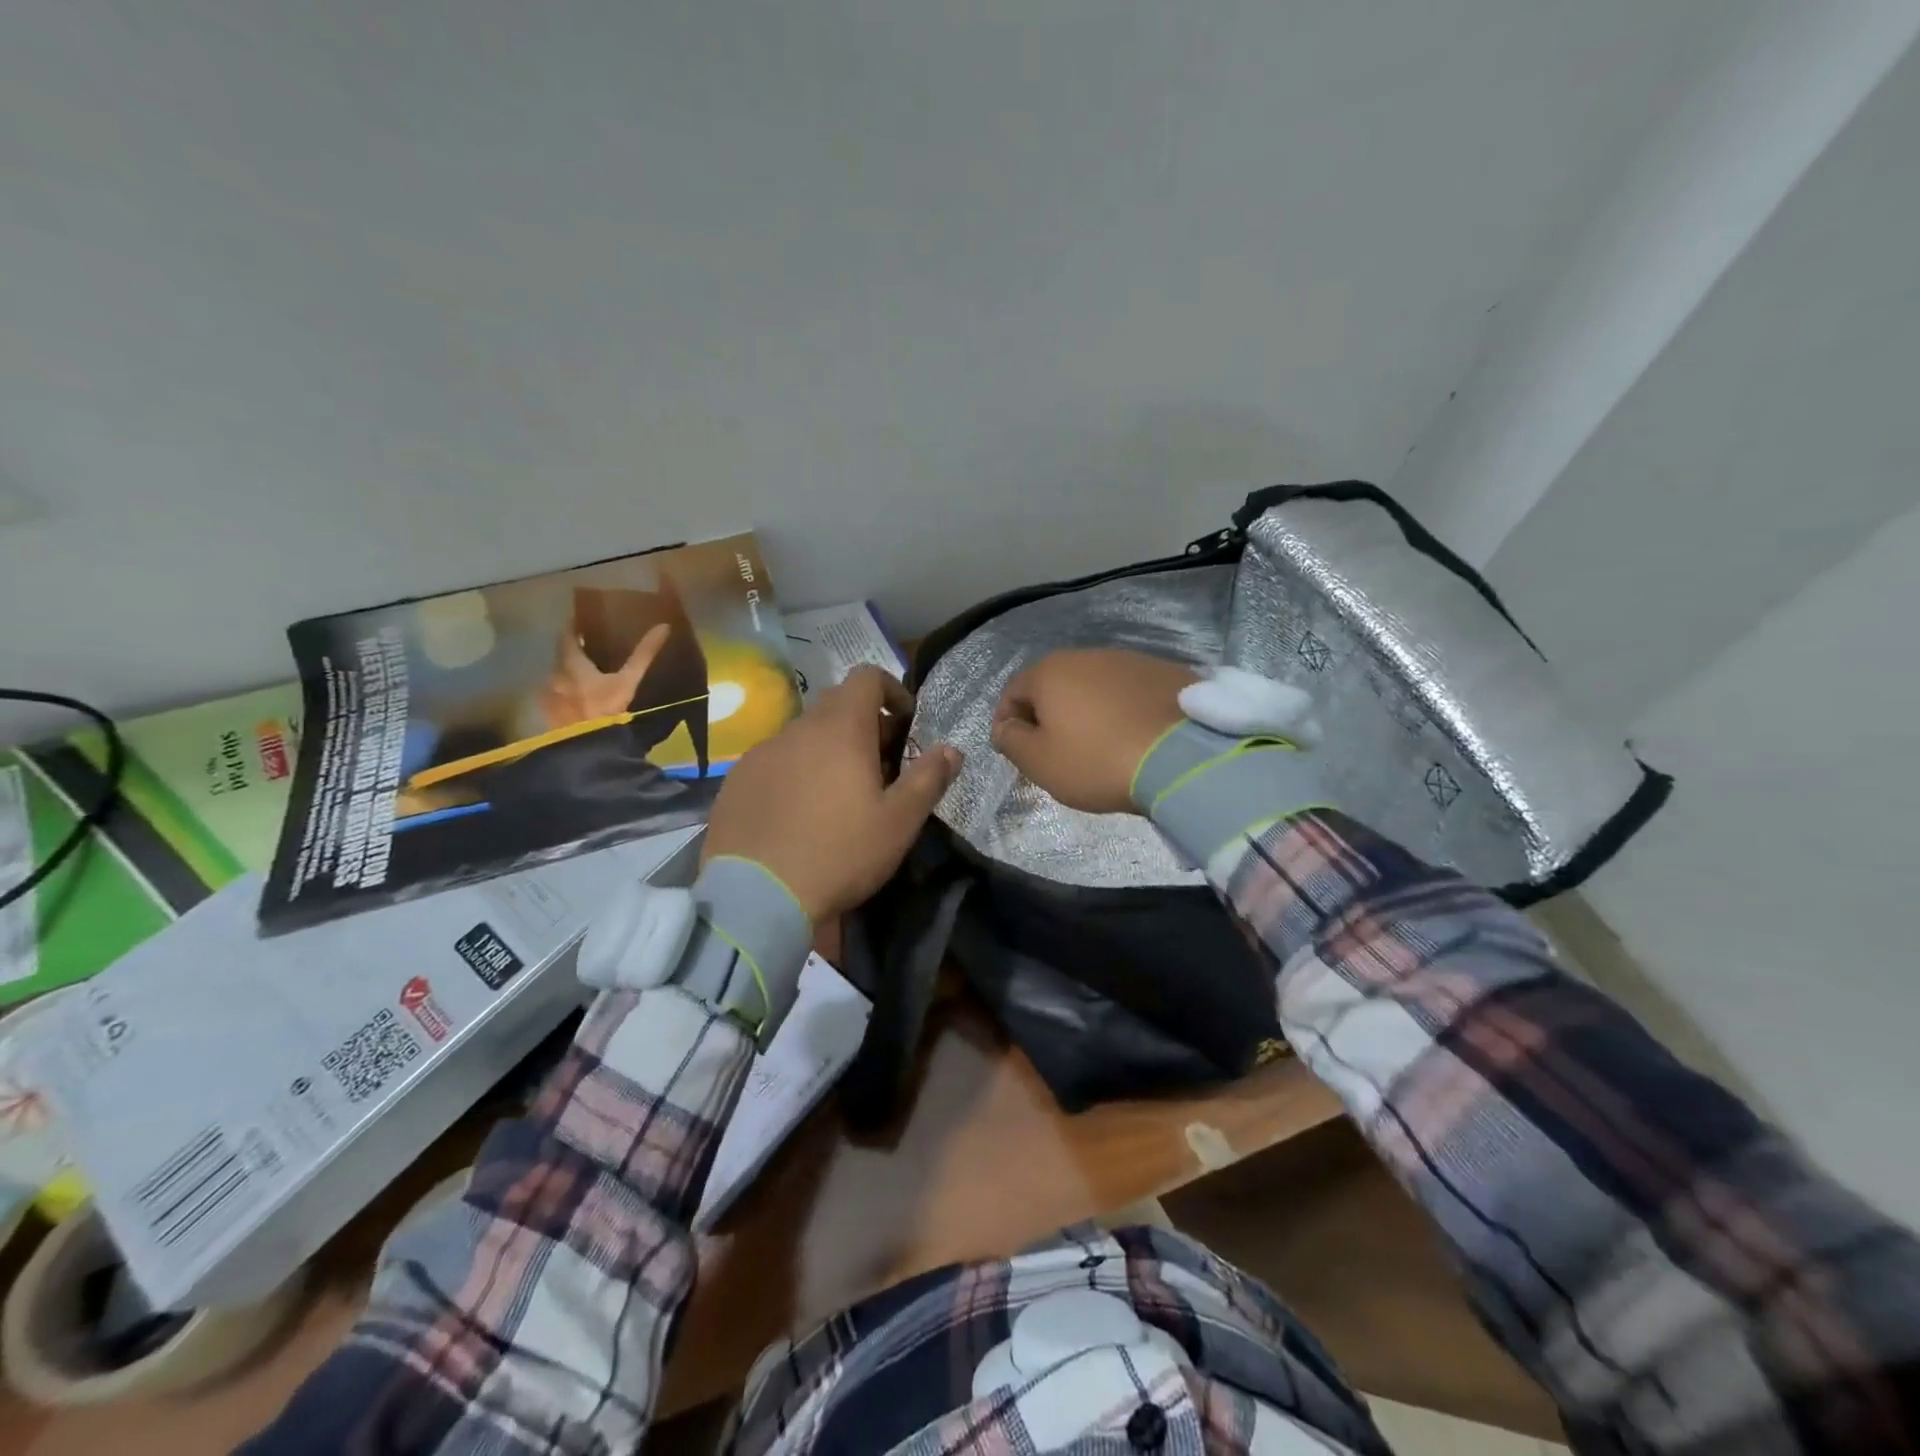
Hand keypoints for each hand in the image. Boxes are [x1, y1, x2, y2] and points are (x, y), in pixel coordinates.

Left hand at [540, 622, 671, 727]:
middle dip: (573, 649)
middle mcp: (554, 674)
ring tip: (586, 672)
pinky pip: (555, 694)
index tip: (583, 619)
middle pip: (561, 655)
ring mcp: (548, 695)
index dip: (573, 625)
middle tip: (590, 646)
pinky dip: (565, 689)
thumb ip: (643, 654)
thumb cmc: (607, 709)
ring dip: (569, 671)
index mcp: (571, 663)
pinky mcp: (548, 713)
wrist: (587, 746)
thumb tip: (663, 627)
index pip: (566, 635)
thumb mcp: (629, 681)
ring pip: (558, 675)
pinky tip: (578, 697)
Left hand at [703, 666, 963, 921]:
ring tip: (838, 795)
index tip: (906, 722)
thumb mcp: (898, 822)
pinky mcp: (735, 782)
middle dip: (863, 725)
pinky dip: (795, 772)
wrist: (757, 897)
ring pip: (802, 736)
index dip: (892, 690)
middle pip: (835, 706)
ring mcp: (760, 754)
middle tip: (880, 765)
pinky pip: (774, 762)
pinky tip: (798, 814)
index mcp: (840, 728)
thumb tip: (952, 749)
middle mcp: (796, 729)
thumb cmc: (840, 853)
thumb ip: (928, 779)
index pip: (866, 677)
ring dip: (827, 750)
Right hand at [992, 649, 1197, 813]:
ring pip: (1094, 686)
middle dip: (1048, 714)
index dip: (1006, 721)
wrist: (1184, 757)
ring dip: (1087, 710)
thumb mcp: (1040, 762)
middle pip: (1055, 685)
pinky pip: (1130, 692)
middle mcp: (1088, 655)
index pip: (1013, 692)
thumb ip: (1011, 741)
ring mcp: (1131, 660)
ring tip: (1097, 744)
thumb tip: (1005, 727)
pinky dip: (1122, 710)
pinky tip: (1132, 736)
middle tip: (1053, 749)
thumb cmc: (1098, 760)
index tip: (1012, 749)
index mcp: (1050, 672)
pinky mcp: (1167, 673)